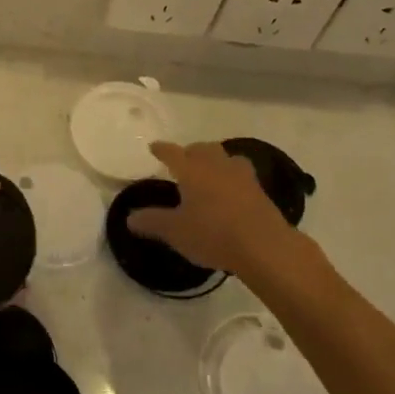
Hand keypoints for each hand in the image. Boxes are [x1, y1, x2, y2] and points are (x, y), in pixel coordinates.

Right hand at [130, 140, 289, 277]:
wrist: (265, 247)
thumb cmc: (213, 234)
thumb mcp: (175, 232)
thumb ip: (152, 222)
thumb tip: (130, 218)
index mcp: (191, 170)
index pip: (172, 152)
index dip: (162, 149)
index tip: (154, 147)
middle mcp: (216, 165)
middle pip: (202, 148)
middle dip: (191, 151)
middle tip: (183, 160)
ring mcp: (242, 176)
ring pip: (226, 157)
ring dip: (216, 160)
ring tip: (210, 171)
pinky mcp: (260, 191)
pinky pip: (242, 175)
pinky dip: (233, 178)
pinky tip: (231, 191)